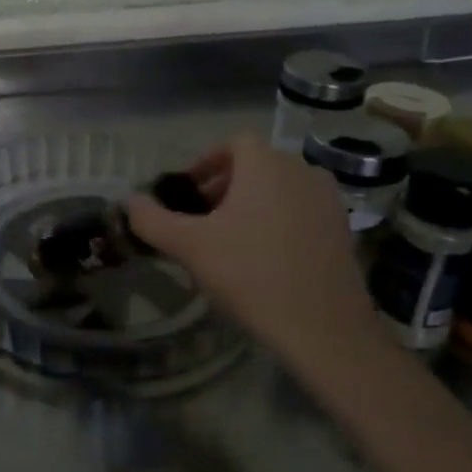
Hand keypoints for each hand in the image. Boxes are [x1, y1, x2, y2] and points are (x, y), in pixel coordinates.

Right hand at [127, 135, 379, 376]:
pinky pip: (301, 211)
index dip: (206, 163)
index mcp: (266, 164)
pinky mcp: (343, 230)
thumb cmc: (250, 274)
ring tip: (231, 238)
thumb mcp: (189, 246)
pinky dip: (279, 220)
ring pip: (280, 188)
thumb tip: (129, 201)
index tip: (187, 193)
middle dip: (225, 185)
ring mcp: (328, 200)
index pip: (233, 143)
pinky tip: (265, 257)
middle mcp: (301, 170)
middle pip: (257, 165)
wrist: (323, 327)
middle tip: (202, 218)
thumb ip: (152, 219)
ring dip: (253, 203)